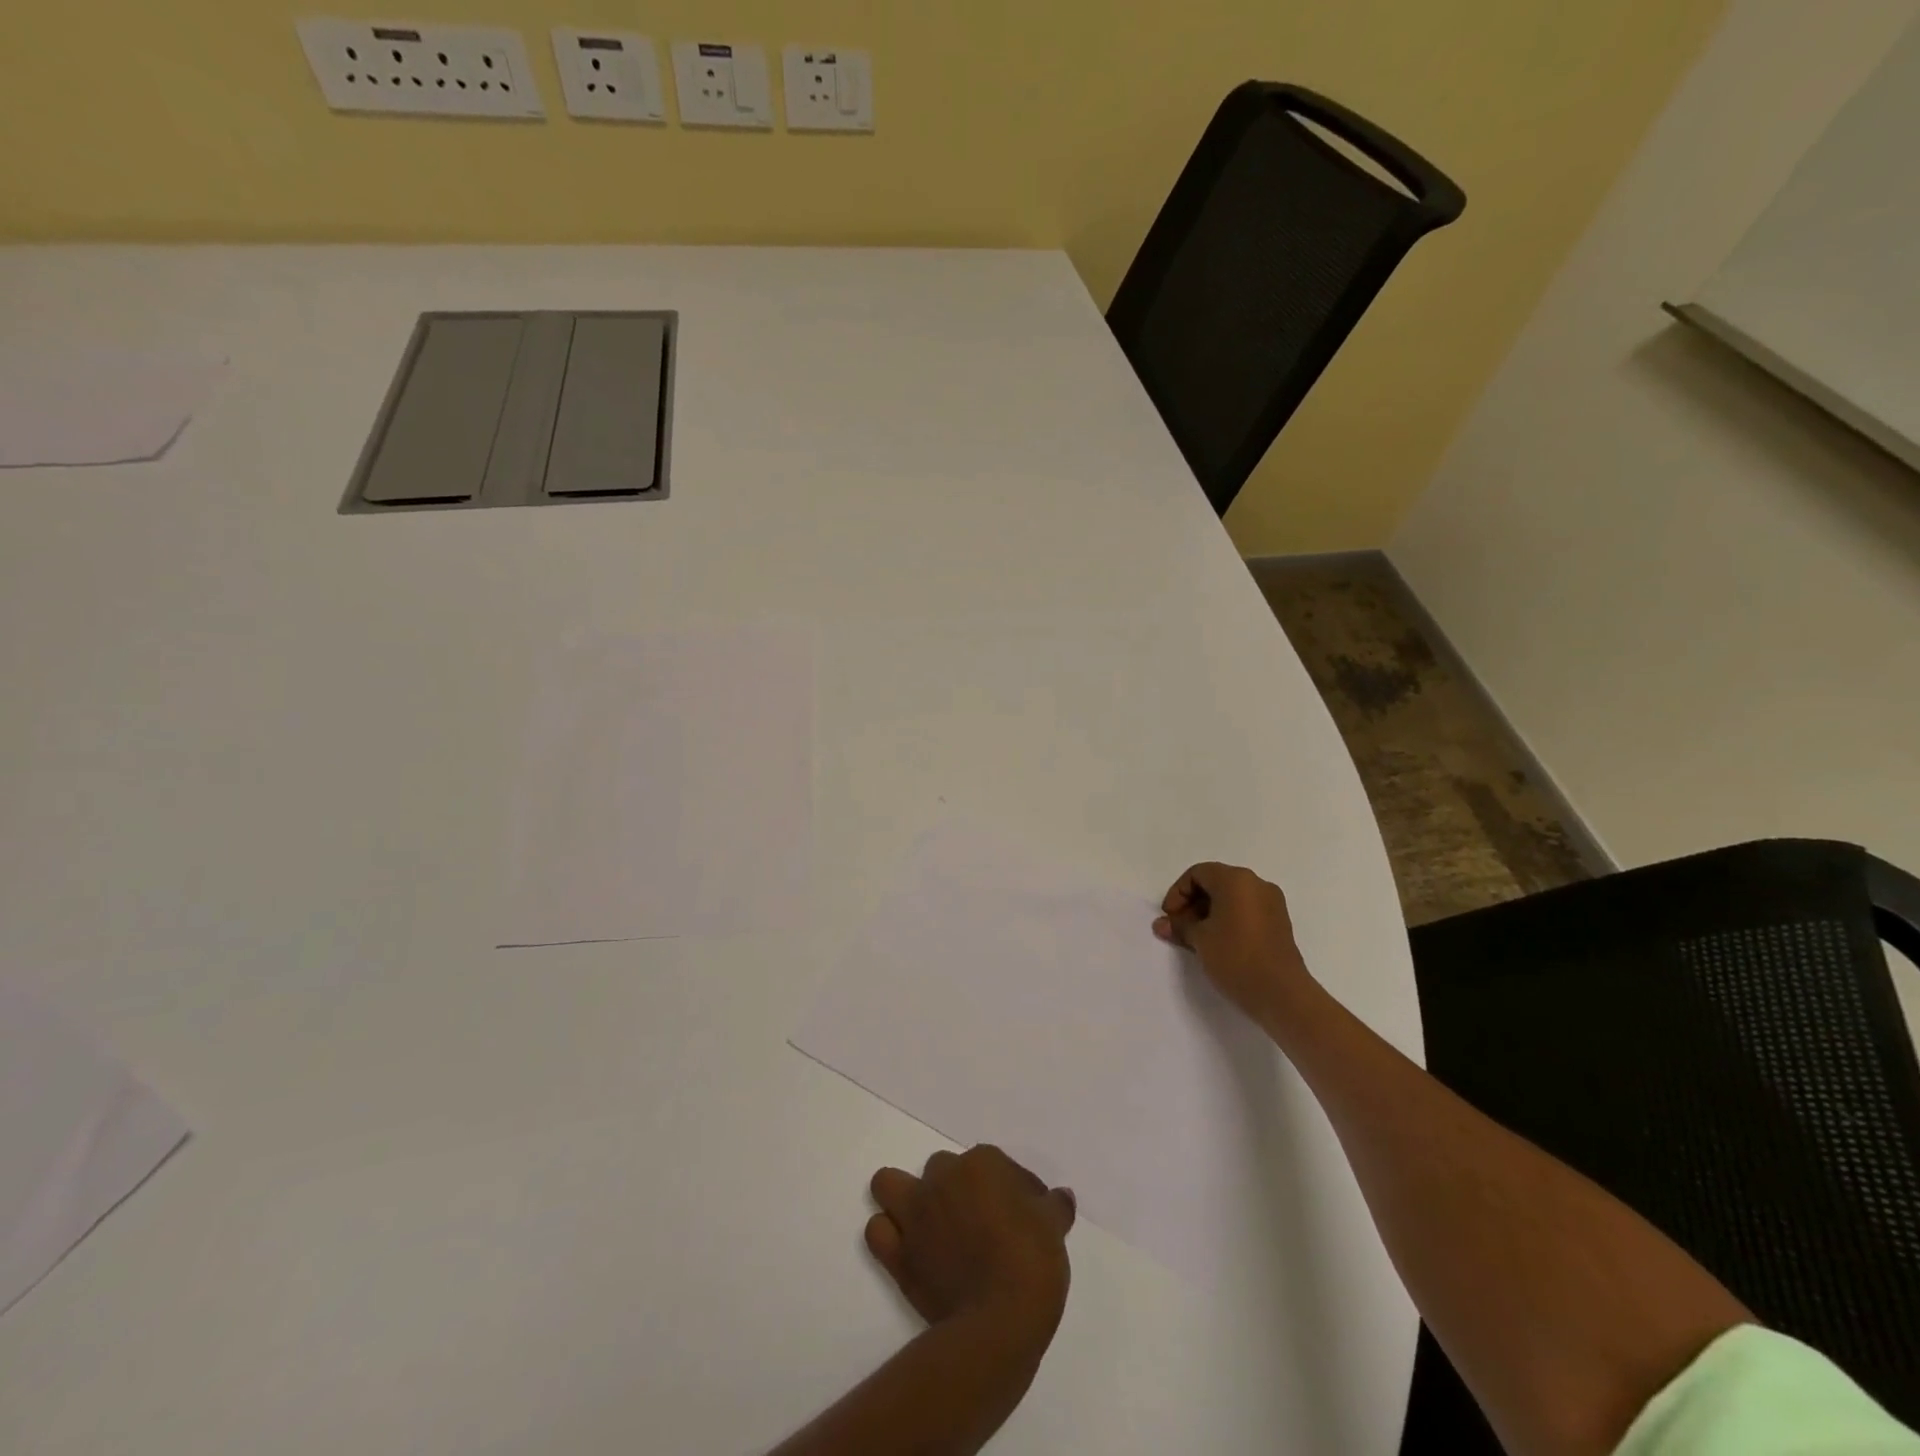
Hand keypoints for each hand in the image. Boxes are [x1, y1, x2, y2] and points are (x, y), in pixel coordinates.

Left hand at [866, 1146, 1074, 1339]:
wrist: (999, 1323)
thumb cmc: (1032, 1264)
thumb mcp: (1054, 1229)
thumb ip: (1054, 1206)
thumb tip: (1060, 1197)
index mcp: (981, 1163)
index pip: (997, 1165)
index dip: (1011, 1189)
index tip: (1024, 1217)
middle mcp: (942, 1178)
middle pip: (944, 1170)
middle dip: (959, 1190)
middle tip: (981, 1225)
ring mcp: (915, 1213)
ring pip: (890, 1184)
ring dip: (905, 1198)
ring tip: (929, 1225)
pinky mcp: (897, 1254)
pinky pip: (877, 1232)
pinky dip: (888, 1236)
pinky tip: (910, 1251)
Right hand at [1153, 861, 1314, 1024]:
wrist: (1281, 994)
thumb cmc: (1235, 957)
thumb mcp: (1200, 939)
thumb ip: (1179, 926)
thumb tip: (1161, 924)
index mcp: (1236, 880)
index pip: (1198, 873)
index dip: (1178, 892)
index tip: (1170, 917)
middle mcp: (1256, 884)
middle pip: (1215, 883)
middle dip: (1192, 903)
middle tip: (1179, 928)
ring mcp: (1271, 903)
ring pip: (1231, 898)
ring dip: (1208, 913)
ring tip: (1195, 938)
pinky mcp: (1278, 923)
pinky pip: (1246, 911)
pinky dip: (1227, 920)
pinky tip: (1217, 943)